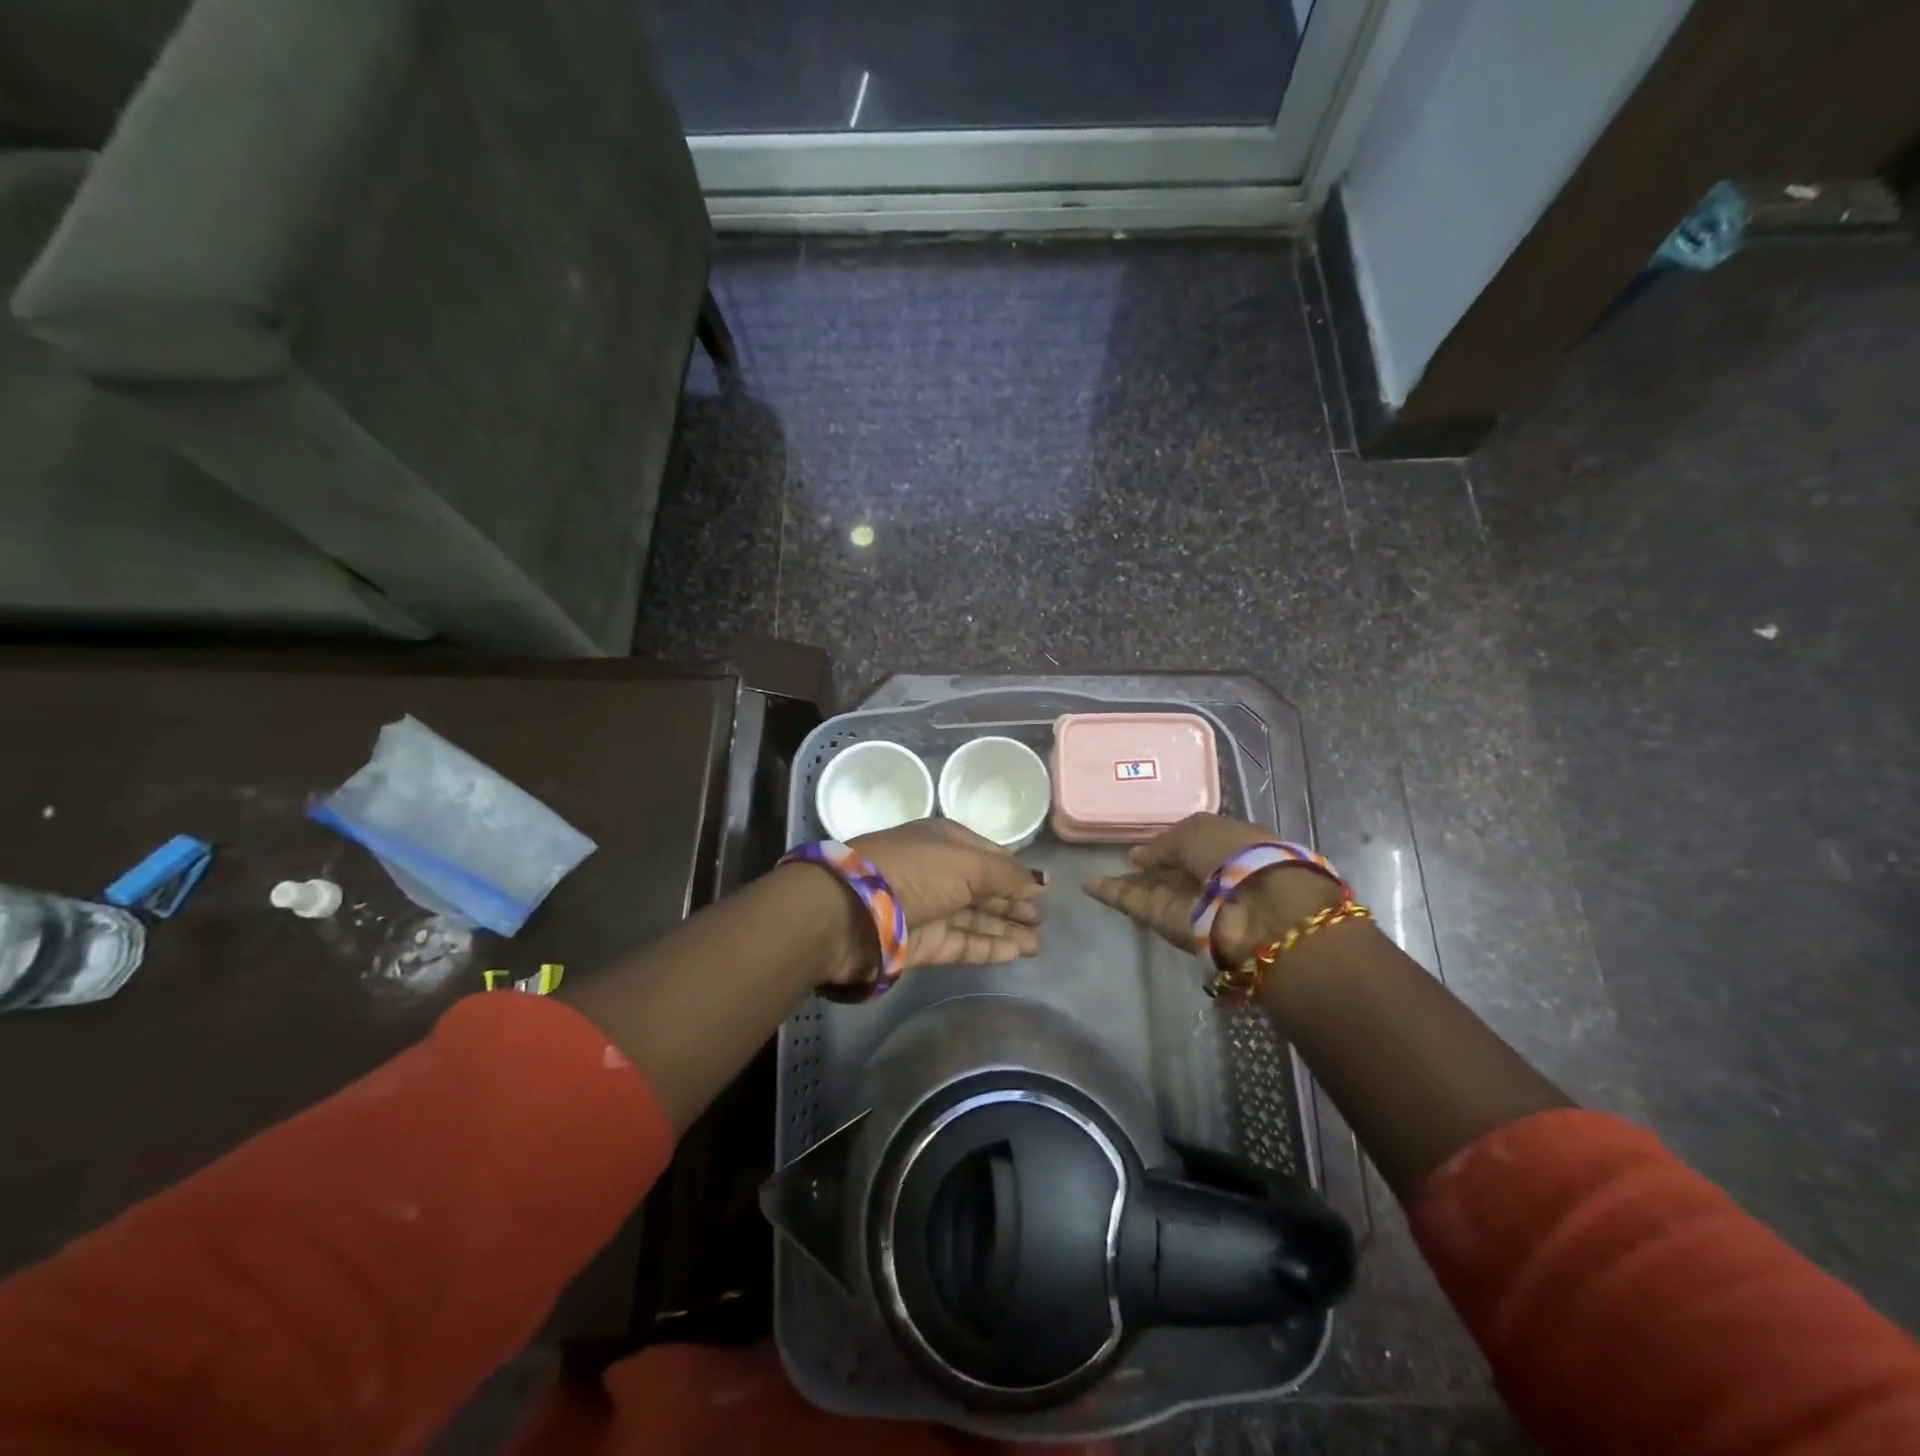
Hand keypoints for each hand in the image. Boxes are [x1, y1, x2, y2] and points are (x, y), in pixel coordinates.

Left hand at [831, 819, 1044, 981]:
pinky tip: (1015, 953)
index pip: (989, 855)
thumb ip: (1006, 874)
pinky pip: (961, 943)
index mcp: (944, 841)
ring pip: (974, 919)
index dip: (1017, 872)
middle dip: (1013, 903)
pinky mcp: (920, 943)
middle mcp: (937, 872)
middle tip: (1045, 921)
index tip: (1045, 890)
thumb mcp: (967, 863)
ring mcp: (928, 909)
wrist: (849, 911)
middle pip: (983, 889)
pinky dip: (988, 947)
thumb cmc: (913, 873)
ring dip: (1006, 929)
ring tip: (1038, 944)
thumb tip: (1040, 882)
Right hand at [1083, 813, 1340, 963]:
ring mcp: (1185, 900)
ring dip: (1125, 880)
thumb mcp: (1198, 829)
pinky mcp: (1165, 921)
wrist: (1256, 910)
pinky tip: (1086, 884)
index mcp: (1227, 846)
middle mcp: (1207, 875)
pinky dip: (1111, 893)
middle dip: (1149, 864)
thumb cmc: (1234, 854)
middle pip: (1172, 869)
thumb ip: (1164, 841)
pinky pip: (1133, 902)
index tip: (1146, 839)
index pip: (1194, 844)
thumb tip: (1138, 856)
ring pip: (1150, 888)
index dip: (1170, 841)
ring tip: (1092, 872)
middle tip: (1120, 857)